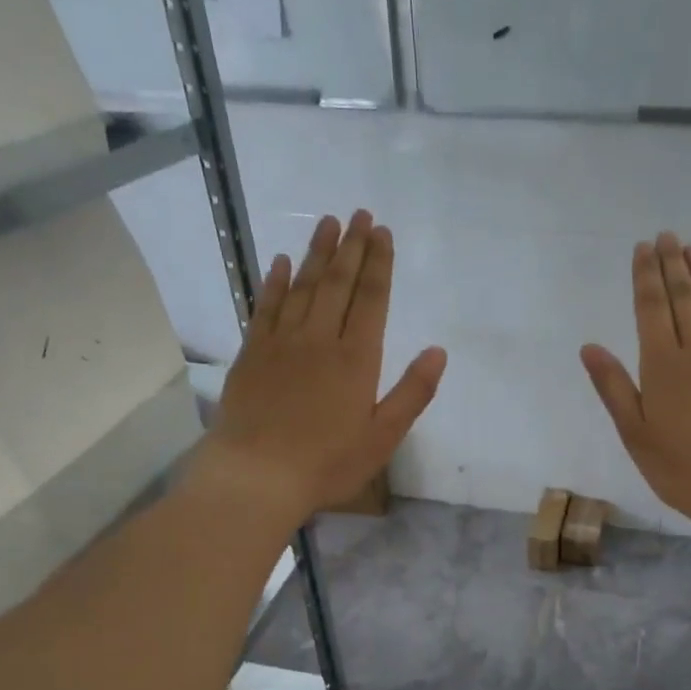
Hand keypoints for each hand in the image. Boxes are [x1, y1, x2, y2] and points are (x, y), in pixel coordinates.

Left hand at [202, 211, 445, 525]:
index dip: (379, 265)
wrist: (256, 475)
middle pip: (338, 284)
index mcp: (356, 359)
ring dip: (316, 253)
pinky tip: (280, 262)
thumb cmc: (328, 463)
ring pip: (302, 287)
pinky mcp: (252, 354)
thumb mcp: (383, 437)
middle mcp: (319, 340)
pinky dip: (274, 282)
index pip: (372, 300)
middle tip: (360, 214)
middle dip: (351, 247)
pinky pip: (265, 307)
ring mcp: (281, 343)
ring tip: (328, 222)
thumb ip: (412, 393)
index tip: (383, 233)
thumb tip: (438, 351)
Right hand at [581, 233, 690, 534]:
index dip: (645, 277)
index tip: (643, 248)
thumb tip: (590, 347)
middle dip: (673, 265)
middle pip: (684, 299)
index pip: (651, 309)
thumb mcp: (635, 434)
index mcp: (663, 366)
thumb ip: (614, 387)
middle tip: (667, 236)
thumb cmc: (680, 470)